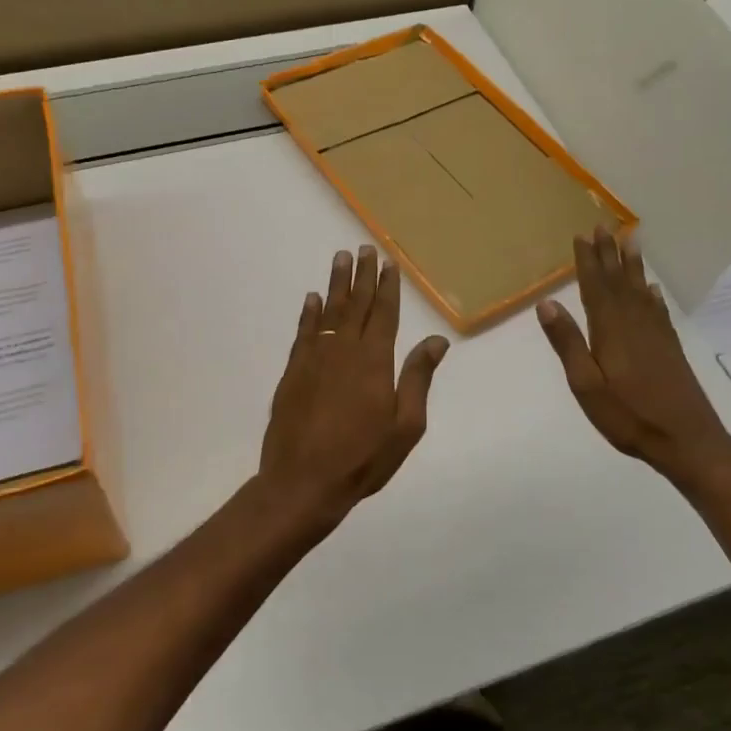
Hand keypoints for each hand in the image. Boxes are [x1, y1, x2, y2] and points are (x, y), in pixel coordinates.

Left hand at [258, 245, 449, 525]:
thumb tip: (437, 339)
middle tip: (364, 249)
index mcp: (375, 361)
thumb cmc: (363, 458)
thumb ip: (418, 378)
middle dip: (362, 276)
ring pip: (328, 312)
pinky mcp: (293, 372)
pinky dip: (308, 313)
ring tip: (340, 259)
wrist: (303, 481)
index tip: (389, 264)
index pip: (384, 314)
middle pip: (356, 305)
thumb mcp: (405, 425)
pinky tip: (312, 299)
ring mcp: (315, 358)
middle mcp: (344, 350)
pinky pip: (303, 332)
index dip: (388, 288)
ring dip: (335, 285)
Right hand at [537, 227, 730, 485]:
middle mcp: (634, 325)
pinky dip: (652, 296)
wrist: (687, 440)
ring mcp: (655, 336)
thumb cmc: (628, 416)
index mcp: (610, 331)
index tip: (582, 236)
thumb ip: (567, 343)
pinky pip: (658, 312)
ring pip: (640, 291)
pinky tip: (651, 290)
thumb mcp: (586, 385)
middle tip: (604, 226)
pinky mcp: (669, 349)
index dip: (588, 261)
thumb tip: (546, 303)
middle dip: (610, 254)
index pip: (595, 288)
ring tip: (630, 241)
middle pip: (618, 282)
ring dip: (632, 266)